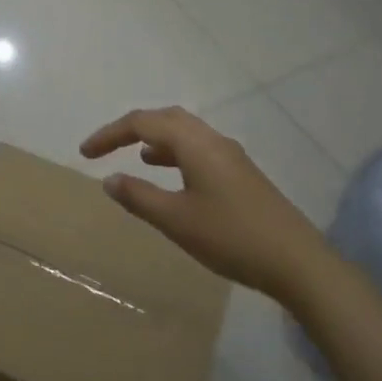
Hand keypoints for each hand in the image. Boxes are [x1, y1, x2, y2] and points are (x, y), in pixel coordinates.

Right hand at [80, 106, 321, 302]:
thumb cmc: (230, 237)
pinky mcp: (241, 174)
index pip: (142, 123)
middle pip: (166, 118)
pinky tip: (172, 178)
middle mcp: (213, 139)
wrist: (296, 261)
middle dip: (132, 129)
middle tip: (107, 149)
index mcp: (194, 143)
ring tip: (136, 158)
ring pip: (185, 133)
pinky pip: (199, 149)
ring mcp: (231, 156)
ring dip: (156, 140)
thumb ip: (139, 197)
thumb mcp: (176, 219)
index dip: (110, 134)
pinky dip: (175, 154)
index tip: (84, 154)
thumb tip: (109, 178)